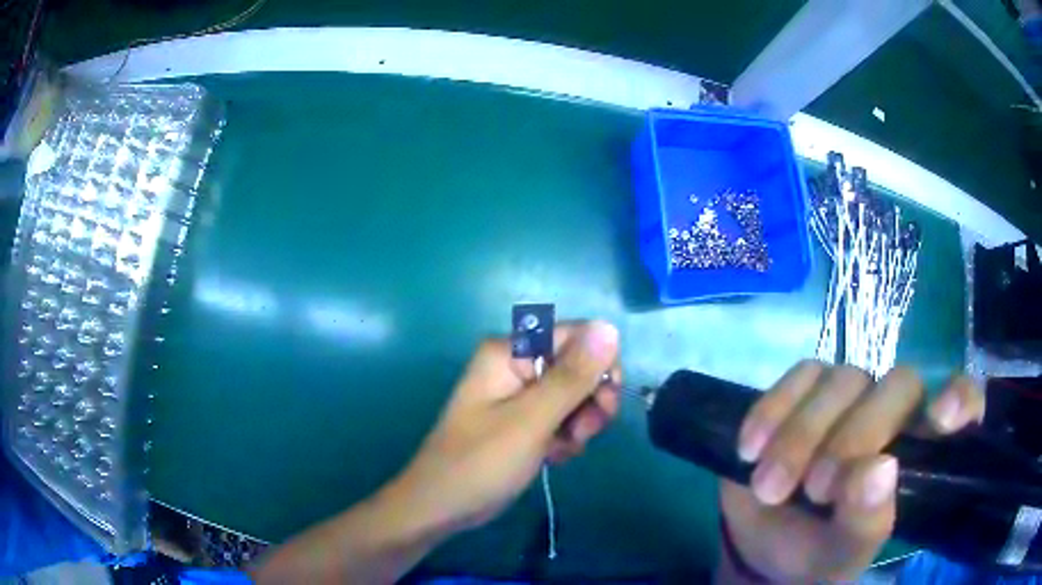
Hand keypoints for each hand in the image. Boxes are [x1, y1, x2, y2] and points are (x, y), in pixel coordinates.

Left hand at [391, 320, 620, 534]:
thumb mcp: (532, 420)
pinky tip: (554, 457)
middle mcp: (515, 364)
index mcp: (510, 352)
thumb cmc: (481, 463)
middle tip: (583, 433)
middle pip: (578, 366)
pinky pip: (560, 416)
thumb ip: (572, 376)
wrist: (441, 506)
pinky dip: (565, 436)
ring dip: (579, 423)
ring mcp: (518, 393)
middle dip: (589, 400)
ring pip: (574, 394)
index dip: (600, 365)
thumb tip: (609, 326)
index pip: (577, 336)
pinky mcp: (522, 419)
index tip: (604, 403)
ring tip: (564, 449)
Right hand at [719, 361, 984, 582]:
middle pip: (897, 385)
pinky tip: (750, 450)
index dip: (962, 398)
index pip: (964, 402)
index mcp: (920, 452)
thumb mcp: (843, 553)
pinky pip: (798, 376)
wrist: (763, 549)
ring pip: (843, 378)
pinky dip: (772, 411)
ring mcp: (850, 396)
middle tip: (816, 491)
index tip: (941, 420)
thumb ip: (867, 520)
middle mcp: (894, 413)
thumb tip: (878, 469)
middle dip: (855, 437)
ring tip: (769, 487)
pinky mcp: (805, 391)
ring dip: (801, 434)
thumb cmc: (818, 556)